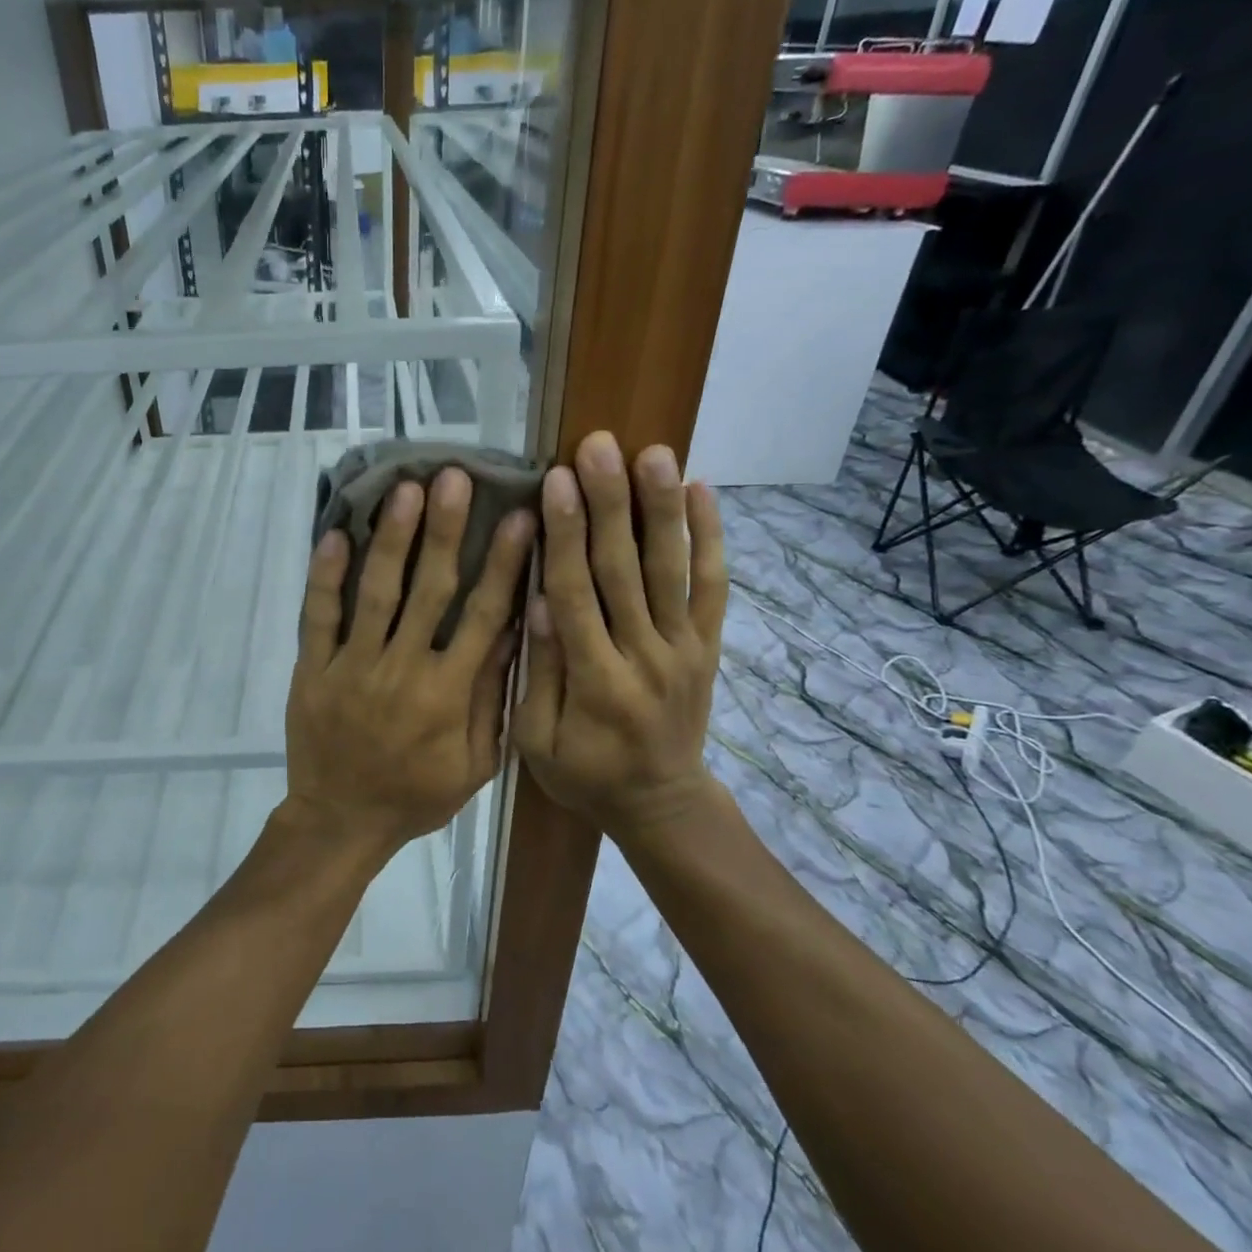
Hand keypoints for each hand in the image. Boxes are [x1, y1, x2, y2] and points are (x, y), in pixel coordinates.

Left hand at [282, 467, 537, 860]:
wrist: (342, 820)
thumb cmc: (416, 795)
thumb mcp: (475, 763)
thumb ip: (492, 698)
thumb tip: (510, 632)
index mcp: (449, 693)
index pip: (483, 615)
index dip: (503, 564)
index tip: (519, 516)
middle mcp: (403, 669)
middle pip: (429, 589)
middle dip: (445, 530)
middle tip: (455, 477)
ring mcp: (353, 666)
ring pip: (375, 593)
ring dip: (392, 539)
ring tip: (405, 490)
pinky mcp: (313, 668)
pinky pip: (318, 617)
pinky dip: (325, 576)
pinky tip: (336, 534)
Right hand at [512, 431, 728, 842]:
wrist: (663, 804)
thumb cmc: (587, 775)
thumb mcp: (538, 742)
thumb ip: (539, 674)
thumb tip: (537, 602)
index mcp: (597, 681)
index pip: (577, 594)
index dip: (566, 535)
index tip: (556, 482)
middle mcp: (646, 655)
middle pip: (625, 569)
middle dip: (610, 503)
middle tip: (599, 447)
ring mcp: (684, 648)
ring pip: (673, 569)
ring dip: (662, 508)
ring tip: (654, 453)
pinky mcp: (708, 646)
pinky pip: (714, 588)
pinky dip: (711, 539)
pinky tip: (704, 492)